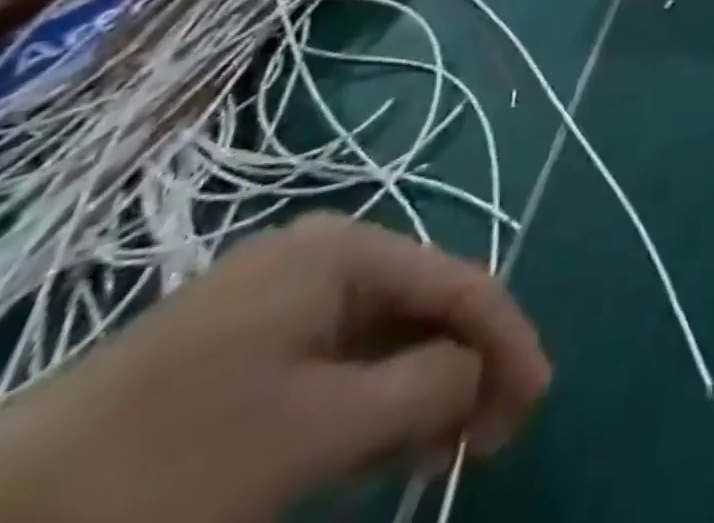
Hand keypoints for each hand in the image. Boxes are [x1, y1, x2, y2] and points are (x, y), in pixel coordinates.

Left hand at [0, 214, 550, 522]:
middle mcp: (322, 258)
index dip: (508, 338)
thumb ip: (424, 388)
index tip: (539, 399)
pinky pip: (339, 365)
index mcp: (344, 251)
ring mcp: (280, 302)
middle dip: (467, 367)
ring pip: (385, 338)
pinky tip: (388, 446)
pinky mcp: (247, 351)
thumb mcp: (315, 431)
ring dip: (425, 391)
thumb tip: (483, 373)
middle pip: (424, 307)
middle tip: (498, 434)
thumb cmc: (174, 462)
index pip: (458, 281)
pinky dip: (375, 403)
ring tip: (451, 449)